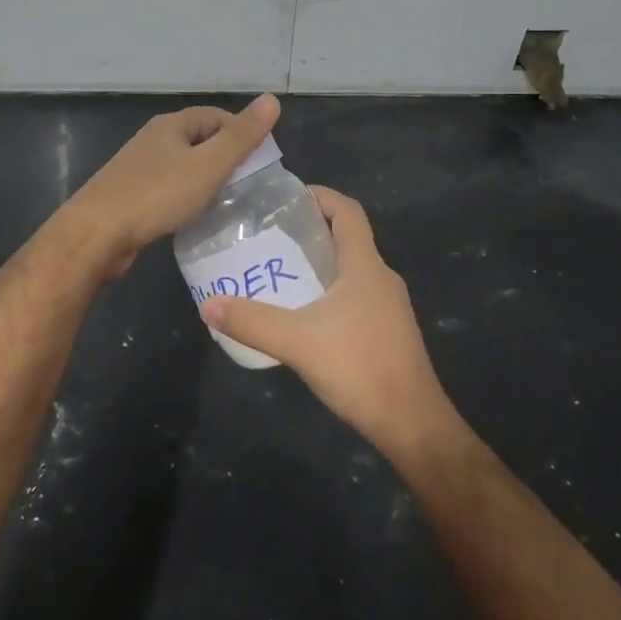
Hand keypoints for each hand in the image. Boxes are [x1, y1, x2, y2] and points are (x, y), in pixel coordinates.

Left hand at [65, 93, 280, 277]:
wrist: (96, 234)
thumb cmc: (156, 195)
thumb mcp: (208, 165)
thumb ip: (241, 136)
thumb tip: (272, 99)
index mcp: (171, 125)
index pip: (217, 117)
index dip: (242, 133)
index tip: (262, 161)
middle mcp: (153, 140)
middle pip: (199, 140)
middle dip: (226, 158)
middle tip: (250, 185)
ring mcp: (139, 169)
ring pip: (184, 167)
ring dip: (206, 180)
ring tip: (229, 203)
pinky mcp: (131, 197)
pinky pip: (169, 190)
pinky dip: (187, 198)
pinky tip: (196, 218)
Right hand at [200, 188, 459, 458]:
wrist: (412, 424)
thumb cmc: (360, 368)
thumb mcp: (298, 342)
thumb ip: (252, 322)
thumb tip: (208, 304)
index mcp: (366, 266)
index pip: (348, 211)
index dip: (321, 196)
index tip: (288, 197)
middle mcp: (382, 278)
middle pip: (349, 237)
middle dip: (313, 229)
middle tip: (273, 234)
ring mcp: (389, 306)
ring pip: (353, 268)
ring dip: (322, 262)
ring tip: (282, 270)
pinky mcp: (389, 331)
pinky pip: (357, 294)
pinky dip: (331, 290)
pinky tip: (306, 313)